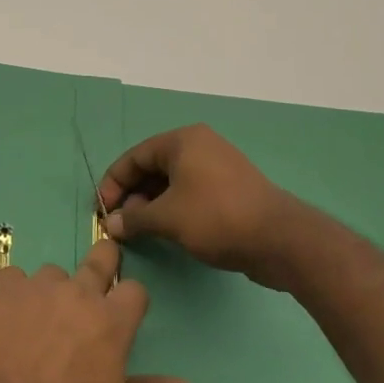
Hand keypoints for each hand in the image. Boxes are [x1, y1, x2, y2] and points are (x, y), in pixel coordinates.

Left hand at [0, 238, 193, 382]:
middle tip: (98, 273)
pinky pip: (14, 280)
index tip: (125, 309)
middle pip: (99, 259)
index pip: (135, 290)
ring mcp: (35, 287)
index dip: (131, 298)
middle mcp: (76, 294)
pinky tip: (6, 321)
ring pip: (52, 275)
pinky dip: (15, 295)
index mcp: (110, 323)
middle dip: (104, 261)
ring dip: (53, 292)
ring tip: (39, 323)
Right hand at [99, 124, 318, 290]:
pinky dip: (174, 208)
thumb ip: (134, 218)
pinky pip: (191, 192)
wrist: (281, 241)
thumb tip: (112, 224)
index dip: (113, 183)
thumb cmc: (216, 218)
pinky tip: (167, 230)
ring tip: (141, 230)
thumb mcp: (167, 218)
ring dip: (151, 204)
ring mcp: (218, 167)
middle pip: (153, 168)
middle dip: (133, 195)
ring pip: (172, 182)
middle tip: (121, 223)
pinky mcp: (231, 189)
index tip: (102, 209)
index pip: (134, 157)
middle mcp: (200, 146)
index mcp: (182, 141)